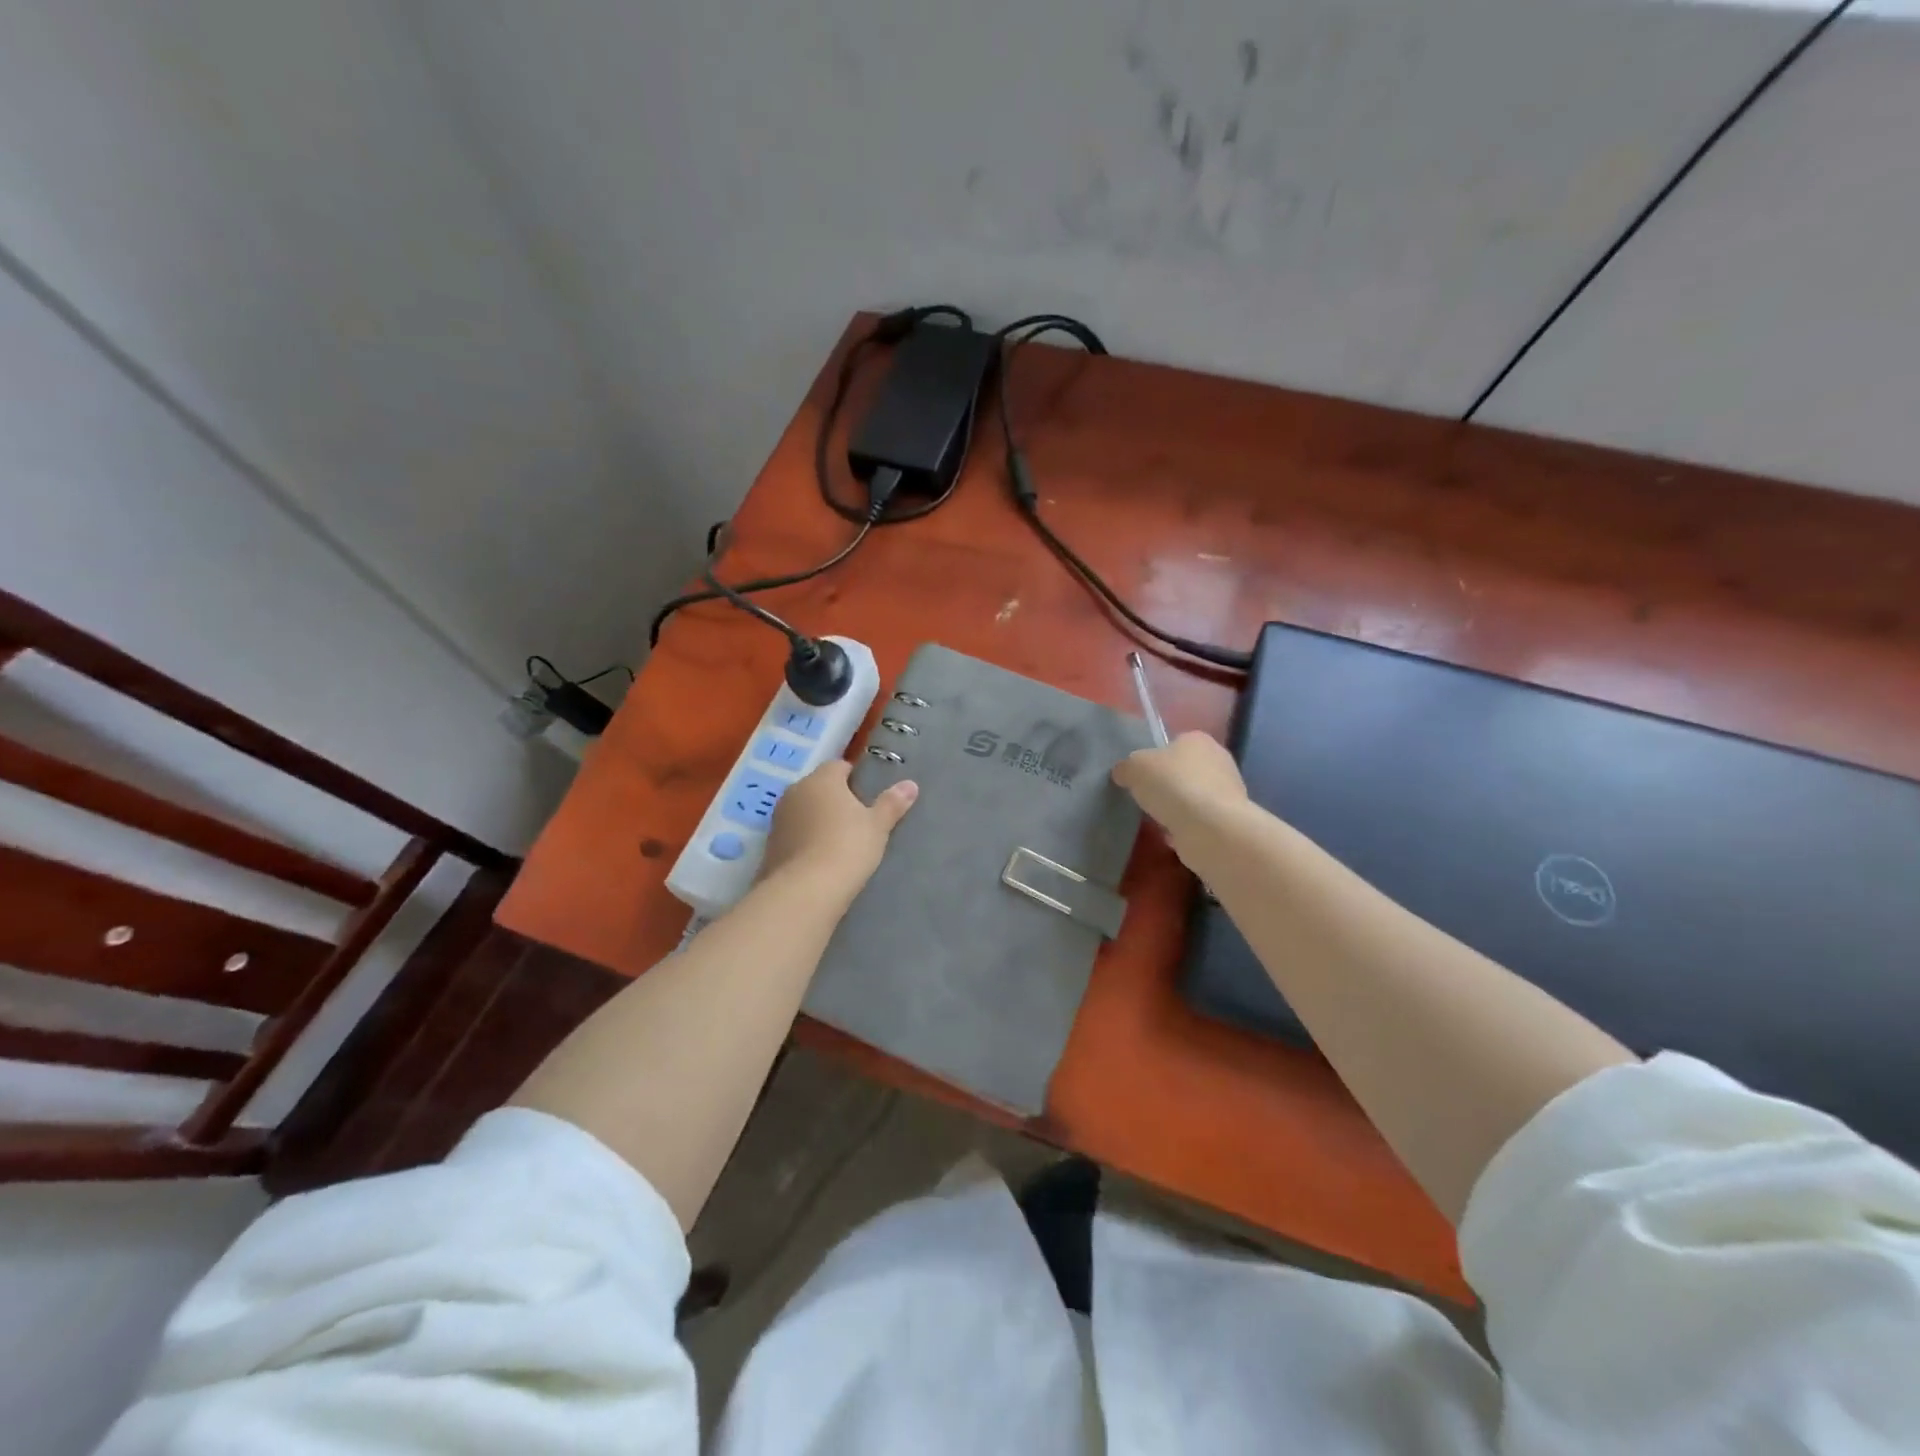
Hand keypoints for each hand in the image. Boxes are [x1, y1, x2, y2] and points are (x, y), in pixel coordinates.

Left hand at [761, 760, 917, 901]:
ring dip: (816, 820)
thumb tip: (911, 784)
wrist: (806, 890)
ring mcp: (778, 820)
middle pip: (818, 787)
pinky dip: (804, 841)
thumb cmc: (848, 847)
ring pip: (802, 811)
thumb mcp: (878, 826)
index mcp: (821, 780)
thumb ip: (892, 803)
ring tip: (838, 841)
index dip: (853, 778)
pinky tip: (819, 859)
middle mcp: (795, 792)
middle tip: (856, 819)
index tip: (866, 795)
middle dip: (833, 798)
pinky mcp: (770, 846)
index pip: (838, 766)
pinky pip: (793, 835)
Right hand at [1112, 731, 1248, 850]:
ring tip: (1156, 819)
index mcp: (1198, 739)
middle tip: (1145, 797)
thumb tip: (1123, 773)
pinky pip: (1198, 820)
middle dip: (1167, 784)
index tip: (1141, 774)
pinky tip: (1170, 835)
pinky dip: (1185, 827)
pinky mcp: (1228, 820)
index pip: (1174, 742)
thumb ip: (1126, 767)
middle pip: (1184, 770)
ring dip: (1176, 807)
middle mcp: (1218, 760)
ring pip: (1192, 796)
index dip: (1155, 757)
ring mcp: (1227, 791)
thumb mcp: (1134, 768)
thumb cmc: (1173, 786)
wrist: (1211, 829)